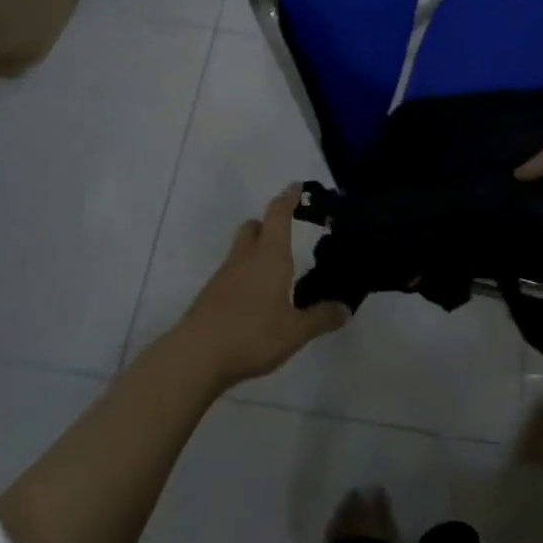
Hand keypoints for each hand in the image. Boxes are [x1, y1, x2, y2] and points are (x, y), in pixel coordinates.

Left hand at [174, 188, 349, 387]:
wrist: (196, 356)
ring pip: (241, 250)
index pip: (278, 214)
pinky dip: (246, 276)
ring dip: (257, 251)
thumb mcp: (295, 331)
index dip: (288, 198)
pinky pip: (232, 273)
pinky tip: (257, 300)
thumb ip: (321, 318)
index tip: (297, 186)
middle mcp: (245, 257)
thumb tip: (345, 308)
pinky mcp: (211, 295)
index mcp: (270, 255)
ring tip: (277, 272)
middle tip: (287, 233)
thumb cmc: (252, 334)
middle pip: (254, 226)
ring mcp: (224, 275)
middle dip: (269, 224)